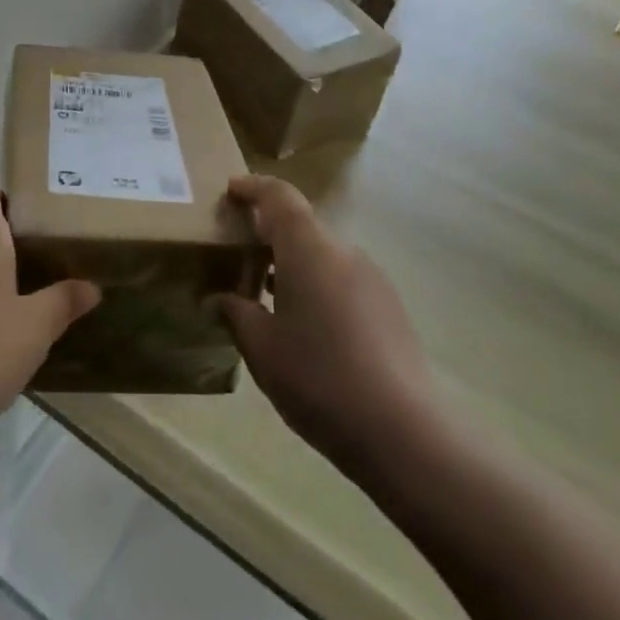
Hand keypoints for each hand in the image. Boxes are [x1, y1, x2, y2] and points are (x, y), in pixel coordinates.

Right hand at [217, 175, 439, 483]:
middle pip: (302, 225)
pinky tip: (304, 325)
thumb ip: (235, 313)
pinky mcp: (389, 307)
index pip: (279, 197)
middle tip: (238, 252)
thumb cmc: (318, 378)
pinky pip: (343, 280)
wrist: (402, 430)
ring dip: (293, 262)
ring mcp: (372, 279)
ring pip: (323, 255)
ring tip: (265, 293)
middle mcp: (343, 252)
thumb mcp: (262, 348)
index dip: (253, 188)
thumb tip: (216, 299)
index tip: (231, 191)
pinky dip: (317, 285)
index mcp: (309, 249)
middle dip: (269, 232)